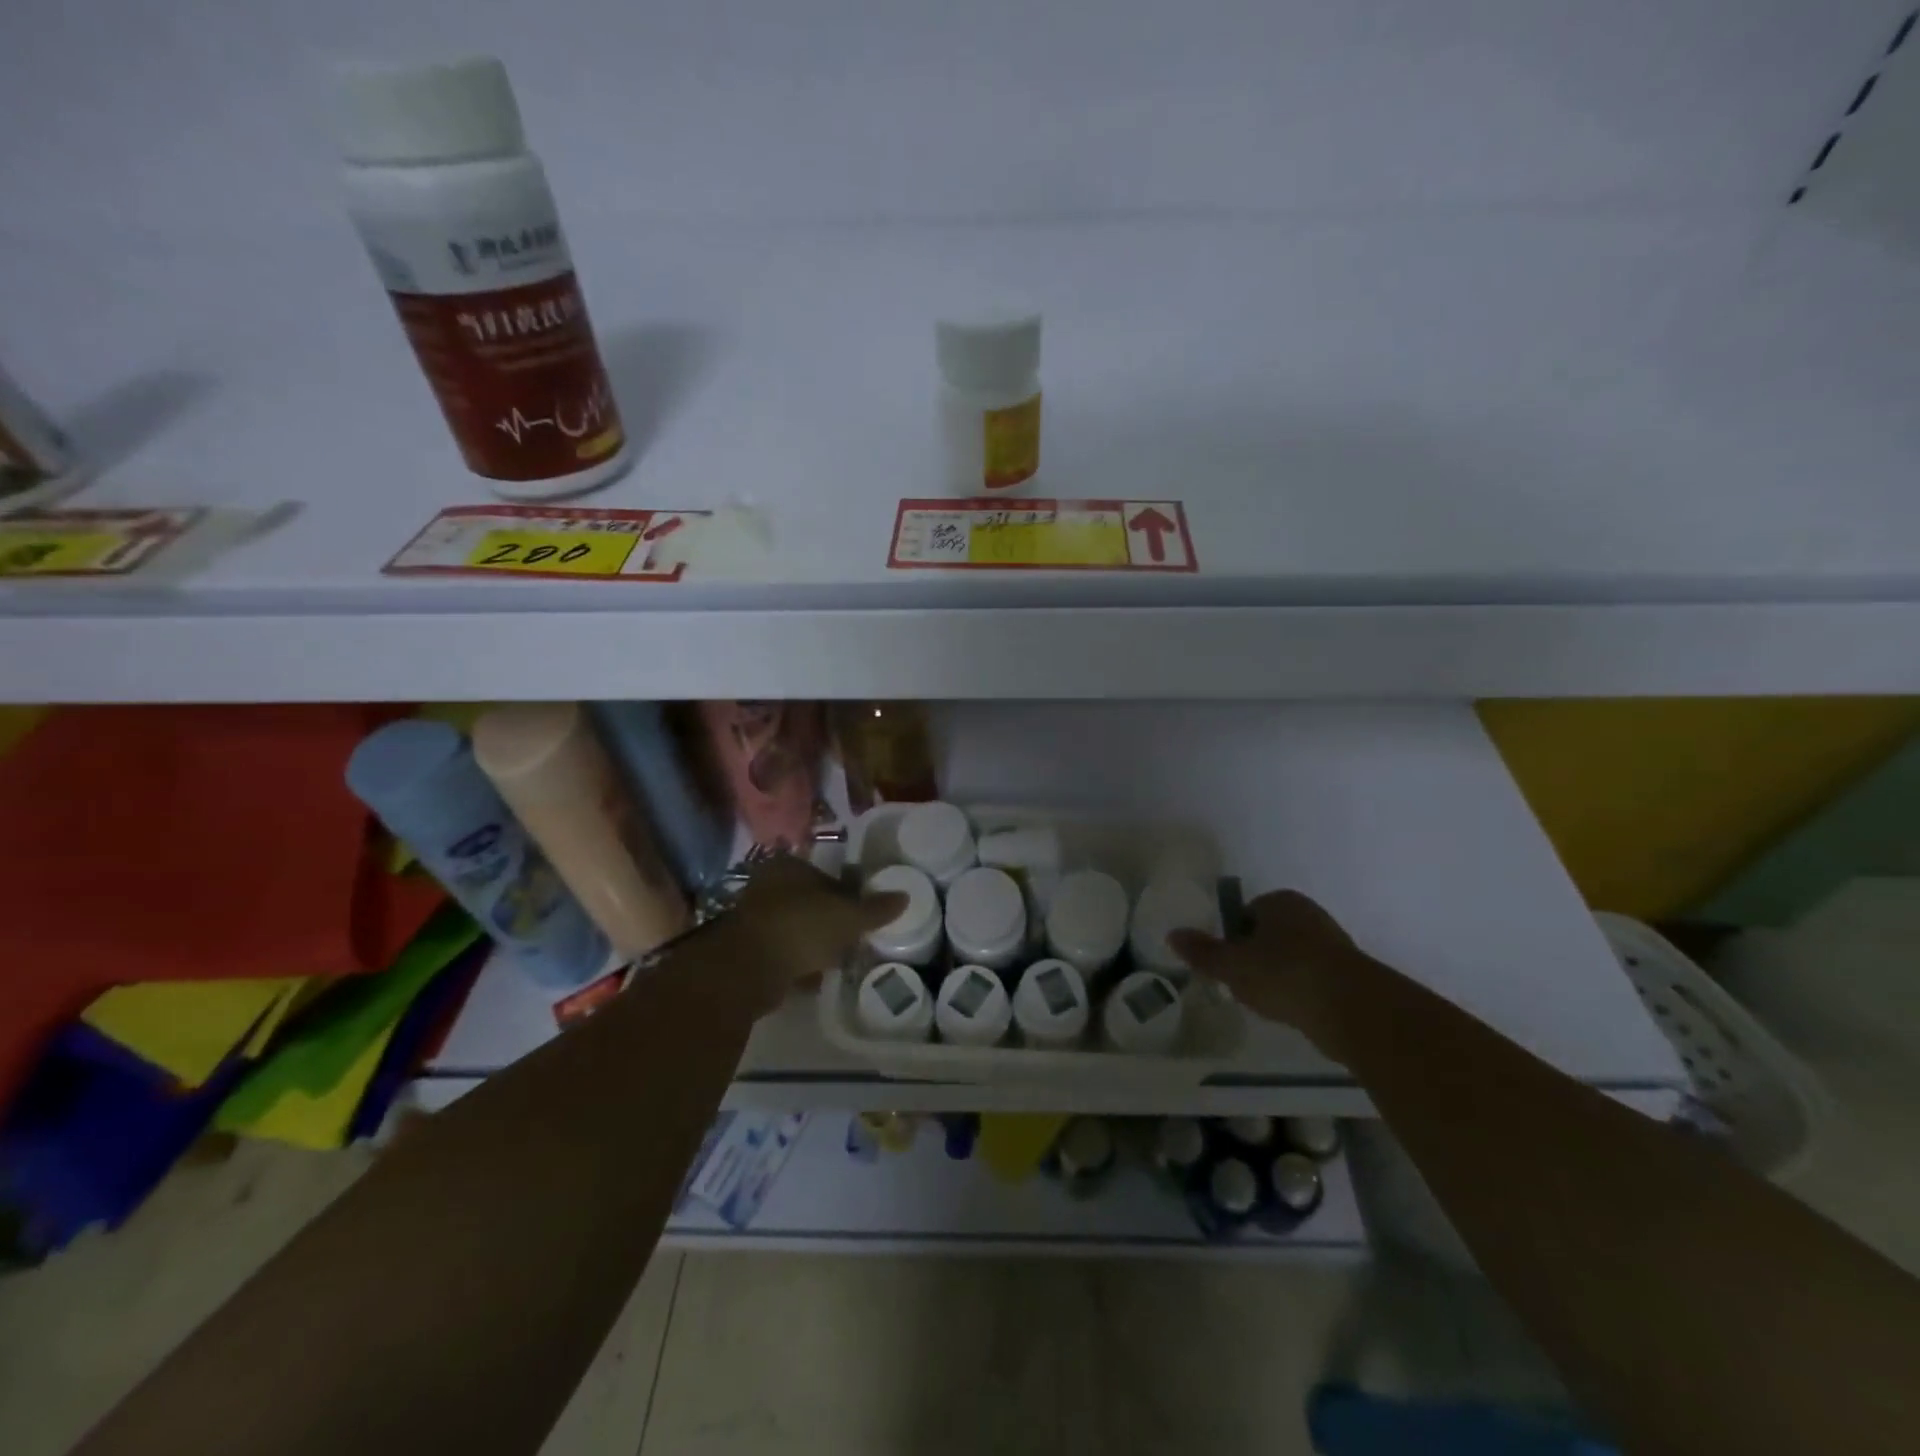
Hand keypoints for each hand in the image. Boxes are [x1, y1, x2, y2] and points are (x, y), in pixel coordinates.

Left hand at [722, 855, 907, 1011]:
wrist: (748, 969)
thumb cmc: (801, 927)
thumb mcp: (848, 916)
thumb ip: (875, 908)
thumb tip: (905, 897)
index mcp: (789, 866)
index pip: (825, 874)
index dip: (846, 893)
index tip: (860, 913)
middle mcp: (766, 885)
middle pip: (808, 900)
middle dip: (828, 918)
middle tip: (850, 937)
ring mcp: (753, 918)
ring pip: (794, 926)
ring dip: (811, 941)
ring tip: (834, 959)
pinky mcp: (746, 950)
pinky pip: (781, 952)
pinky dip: (796, 962)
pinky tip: (813, 977)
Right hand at [1170, 890, 1364, 1054]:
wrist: (1351, 1008)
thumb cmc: (1283, 974)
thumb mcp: (1231, 964)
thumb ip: (1202, 952)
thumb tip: (1172, 934)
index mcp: (1279, 901)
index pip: (1245, 912)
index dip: (1232, 937)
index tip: (1227, 964)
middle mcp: (1308, 914)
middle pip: (1268, 934)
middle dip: (1255, 958)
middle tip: (1242, 984)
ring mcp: (1333, 943)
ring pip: (1291, 958)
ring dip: (1278, 977)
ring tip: (1267, 1002)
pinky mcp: (1350, 974)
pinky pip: (1312, 979)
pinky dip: (1300, 993)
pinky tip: (1293, 1012)